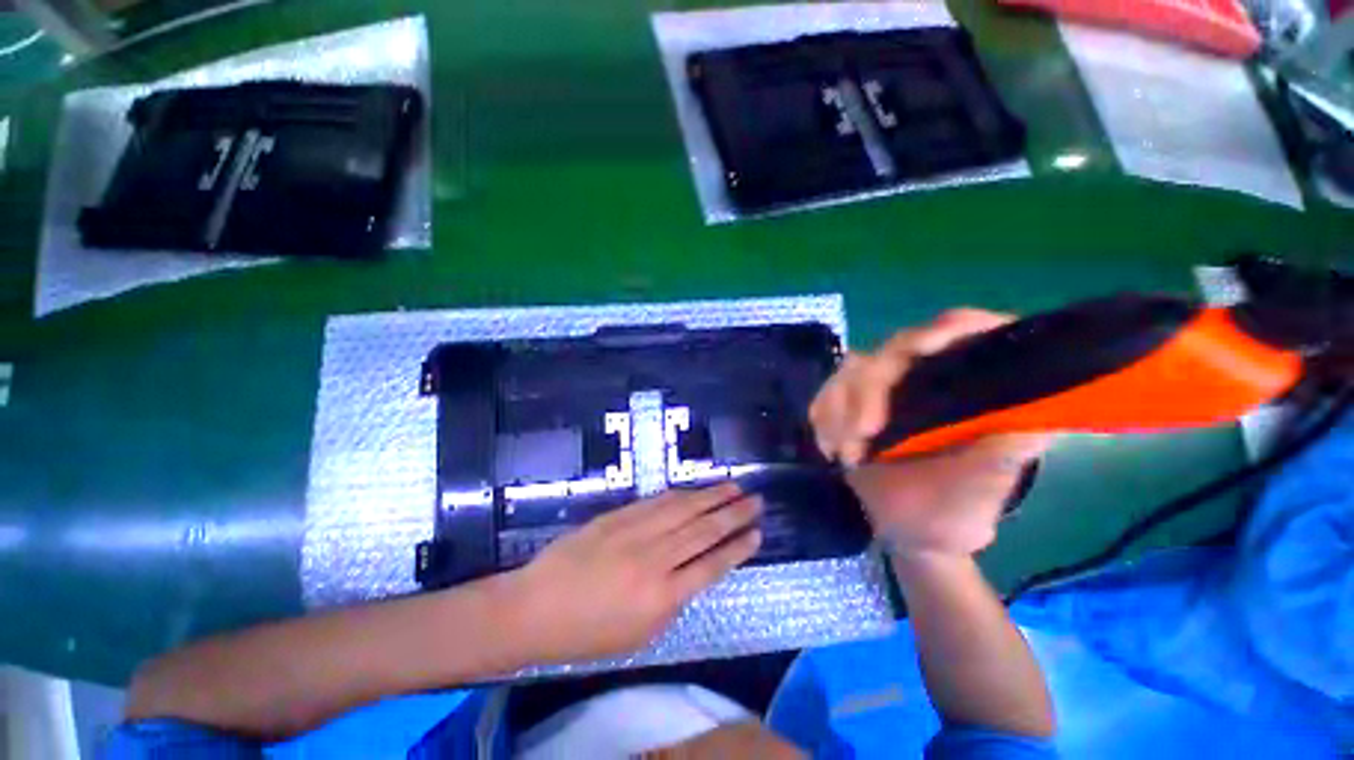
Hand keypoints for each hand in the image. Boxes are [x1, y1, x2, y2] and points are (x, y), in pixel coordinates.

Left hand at [507, 482, 761, 662]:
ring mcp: (635, 532)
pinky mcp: (619, 516)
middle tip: (756, 500)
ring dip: (711, 497)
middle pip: (703, 530)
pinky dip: (680, 495)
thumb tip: (692, 573)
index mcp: (661, 597)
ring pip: (683, 510)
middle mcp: (654, 559)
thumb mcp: (639, 636)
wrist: (536, 607)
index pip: (711, 566)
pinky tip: (695, 490)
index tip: (757, 533)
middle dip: (733, 514)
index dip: (737, 548)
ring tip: (734, 487)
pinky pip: (657, 502)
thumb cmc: (587, 634)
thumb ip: (672, 602)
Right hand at [810, 309, 1052, 555]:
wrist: (907, 531)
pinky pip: (827, 393)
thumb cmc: (952, 511)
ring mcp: (886, 388)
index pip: (963, 332)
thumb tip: (1039, 420)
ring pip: (851, 371)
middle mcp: (926, 375)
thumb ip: (1002, 456)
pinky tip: (830, 448)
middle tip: (861, 435)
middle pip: (891, 353)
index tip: (921, 349)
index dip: (946, 330)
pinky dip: (823, 416)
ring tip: (845, 455)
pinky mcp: (853, 402)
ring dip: (839, 409)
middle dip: (868, 392)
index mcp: (968, 384)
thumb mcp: (982, 488)